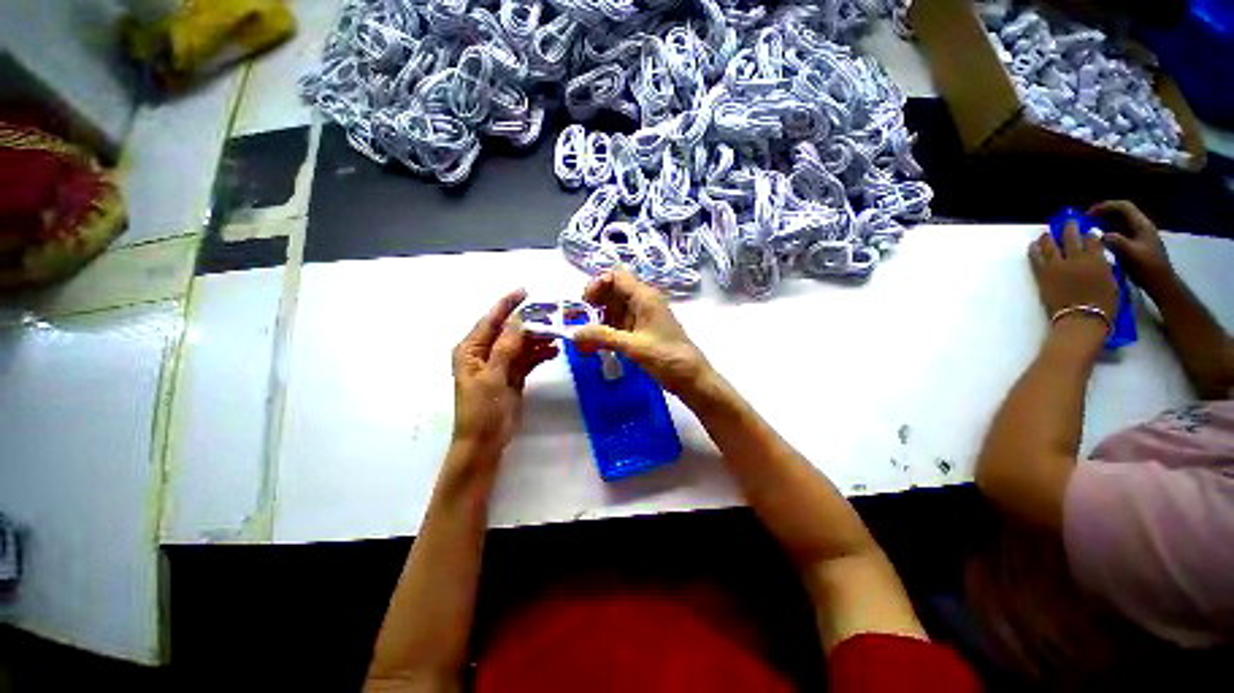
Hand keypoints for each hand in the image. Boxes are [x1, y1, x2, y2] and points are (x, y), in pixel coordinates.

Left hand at [451, 289, 557, 457]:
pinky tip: (553, 352)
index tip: (525, 291)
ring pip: (521, 345)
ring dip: (537, 339)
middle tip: (552, 315)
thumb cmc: (481, 409)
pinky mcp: (513, 376)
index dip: (507, 305)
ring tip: (557, 335)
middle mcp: (485, 353)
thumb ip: (506, 347)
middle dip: (529, 323)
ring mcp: (500, 365)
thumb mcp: (493, 376)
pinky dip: (539, 354)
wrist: (485, 442)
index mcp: (471, 350)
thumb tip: (520, 321)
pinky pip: (527, 359)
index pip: (491, 321)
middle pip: (509, 331)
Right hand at [573, 269, 712, 398]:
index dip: (597, 284)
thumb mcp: (634, 346)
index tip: (585, 304)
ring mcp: (640, 318)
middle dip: (592, 306)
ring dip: (596, 323)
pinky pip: (617, 326)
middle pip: (611, 293)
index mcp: (644, 297)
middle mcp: (641, 303)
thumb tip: (574, 333)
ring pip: (612, 311)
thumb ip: (603, 337)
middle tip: (576, 323)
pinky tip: (593, 348)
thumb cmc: (667, 357)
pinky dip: (604, 334)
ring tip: (582, 342)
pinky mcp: (639, 333)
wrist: (691, 378)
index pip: (616, 276)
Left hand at [1029, 223, 1119, 331]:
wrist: (1080, 319)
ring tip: (1046, 234)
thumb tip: (1103, 262)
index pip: (1093, 239)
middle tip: (1069, 222)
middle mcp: (1076, 259)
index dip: (1090, 233)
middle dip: (1070, 227)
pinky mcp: (1043, 275)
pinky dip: (1034, 250)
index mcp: (1097, 260)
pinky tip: (1032, 245)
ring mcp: (1057, 266)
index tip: (1088, 230)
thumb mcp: (1113, 284)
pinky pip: (1036, 259)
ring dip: (1048, 237)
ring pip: (1050, 245)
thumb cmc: (1104, 306)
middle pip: (1071, 237)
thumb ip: (1106, 269)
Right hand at [1088, 200, 1175, 292]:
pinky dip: (1107, 235)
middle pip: (1120, 214)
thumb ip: (1116, 241)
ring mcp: (1138, 237)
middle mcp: (1140, 227)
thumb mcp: (1131, 254)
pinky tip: (1098, 243)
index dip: (1105, 206)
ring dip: (1103, 225)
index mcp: (1141, 225)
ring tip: (1088, 232)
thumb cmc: (1148, 268)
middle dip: (1102, 215)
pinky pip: (1119, 235)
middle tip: (1085, 222)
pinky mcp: (1134, 246)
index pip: (1123, 207)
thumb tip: (1099, 234)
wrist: (1161, 284)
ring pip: (1119, 225)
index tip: (1088, 214)